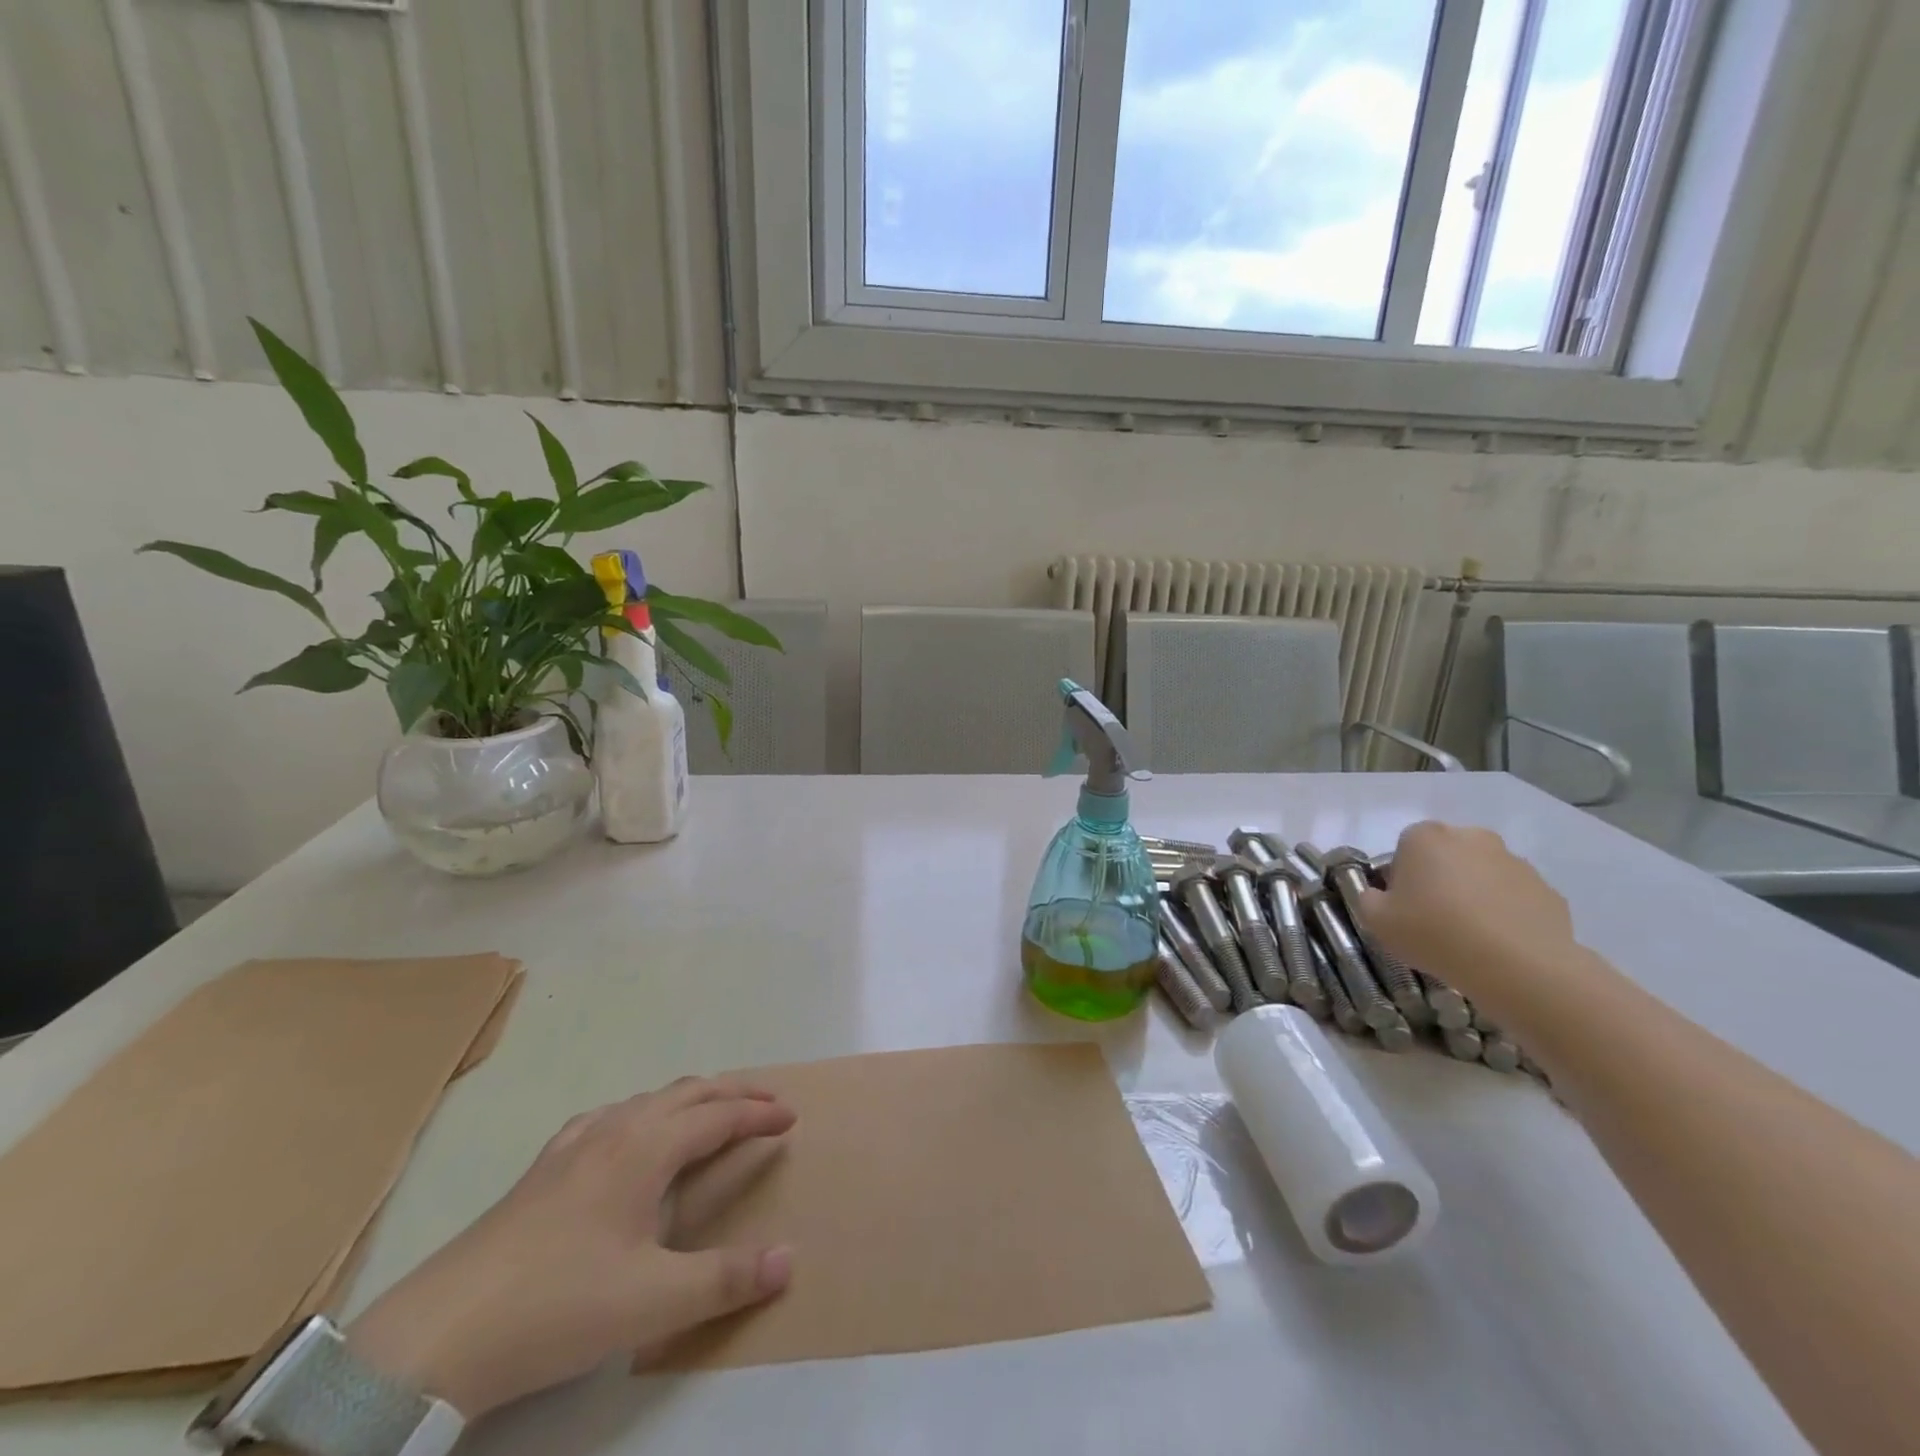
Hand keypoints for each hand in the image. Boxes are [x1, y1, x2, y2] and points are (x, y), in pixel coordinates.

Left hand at [346, 1077, 795, 1418]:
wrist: (438, 1334)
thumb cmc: (559, 1306)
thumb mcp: (652, 1302)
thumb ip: (726, 1279)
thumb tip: (789, 1259)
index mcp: (646, 1148)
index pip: (718, 1116)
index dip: (758, 1113)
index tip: (791, 1117)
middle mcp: (615, 1129)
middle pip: (689, 1093)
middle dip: (734, 1093)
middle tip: (767, 1103)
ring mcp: (574, 1143)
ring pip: (649, 1099)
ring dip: (691, 1099)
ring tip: (711, 1116)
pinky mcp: (544, 1166)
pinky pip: (611, 1116)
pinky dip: (644, 1113)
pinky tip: (629, 1137)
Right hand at [1355, 822, 1576, 1003]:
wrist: (1519, 967)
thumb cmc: (1434, 933)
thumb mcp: (1375, 920)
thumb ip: (1369, 898)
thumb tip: (1382, 896)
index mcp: (1425, 837)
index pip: (1404, 848)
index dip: (1401, 878)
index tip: (1403, 908)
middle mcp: (1471, 837)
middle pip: (1446, 856)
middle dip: (1440, 880)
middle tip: (1434, 920)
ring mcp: (1515, 862)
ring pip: (1483, 875)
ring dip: (1474, 895)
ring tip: (1470, 937)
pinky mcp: (1547, 890)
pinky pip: (1515, 898)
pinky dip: (1506, 914)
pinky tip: (1500, 945)